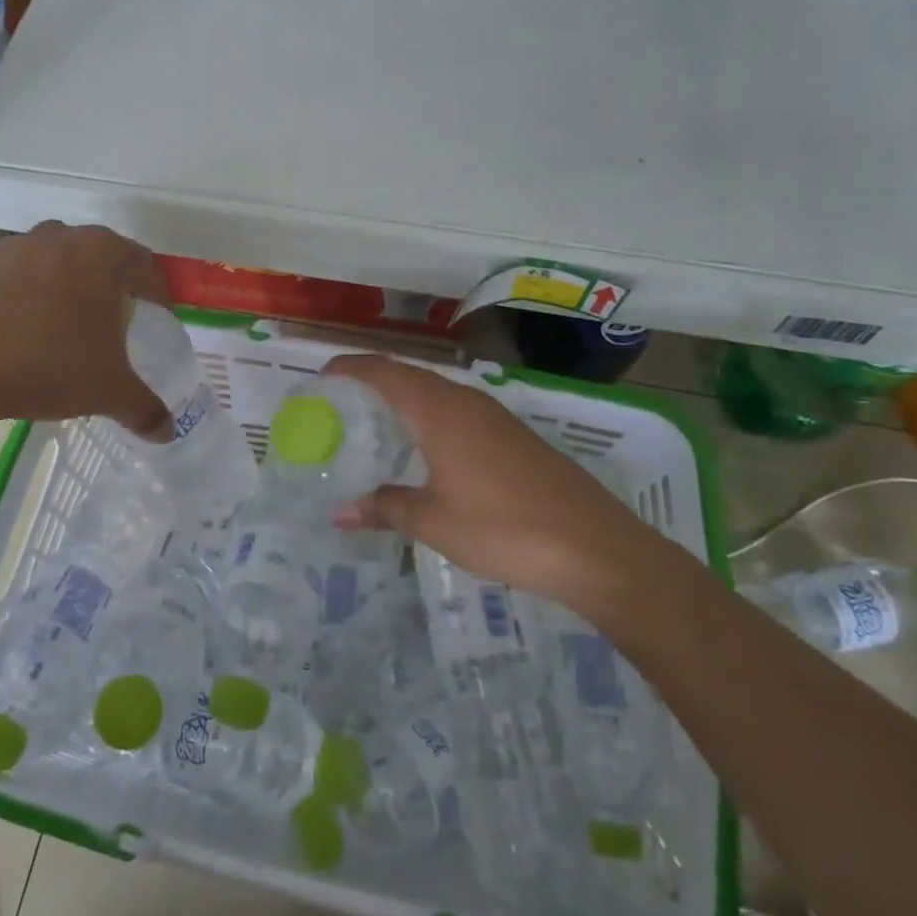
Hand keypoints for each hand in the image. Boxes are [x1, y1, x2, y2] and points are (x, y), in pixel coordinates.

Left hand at [0, 222, 171, 437]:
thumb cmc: (46, 367)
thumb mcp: (108, 392)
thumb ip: (145, 409)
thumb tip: (167, 433)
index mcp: (101, 254)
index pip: (144, 266)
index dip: (156, 294)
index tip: (156, 318)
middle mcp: (61, 237)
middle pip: (100, 256)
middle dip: (112, 286)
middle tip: (114, 323)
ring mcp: (14, 246)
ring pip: (56, 261)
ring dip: (68, 285)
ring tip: (65, 325)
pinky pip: (17, 274)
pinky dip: (27, 294)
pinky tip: (20, 330)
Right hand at [325, 355, 669, 611]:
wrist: (594, 547)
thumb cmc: (502, 527)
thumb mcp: (433, 521)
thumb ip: (385, 507)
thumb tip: (339, 512)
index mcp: (440, 411)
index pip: (385, 372)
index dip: (351, 368)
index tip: (322, 376)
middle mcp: (466, 402)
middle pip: (410, 377)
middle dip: (373, 383)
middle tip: (340, 405)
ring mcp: (495, 418)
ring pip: (438, 395)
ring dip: (405, 402)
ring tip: (376, 427)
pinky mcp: (515, 439)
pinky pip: (459, 414)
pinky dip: (431, 420)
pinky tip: (426, 453)